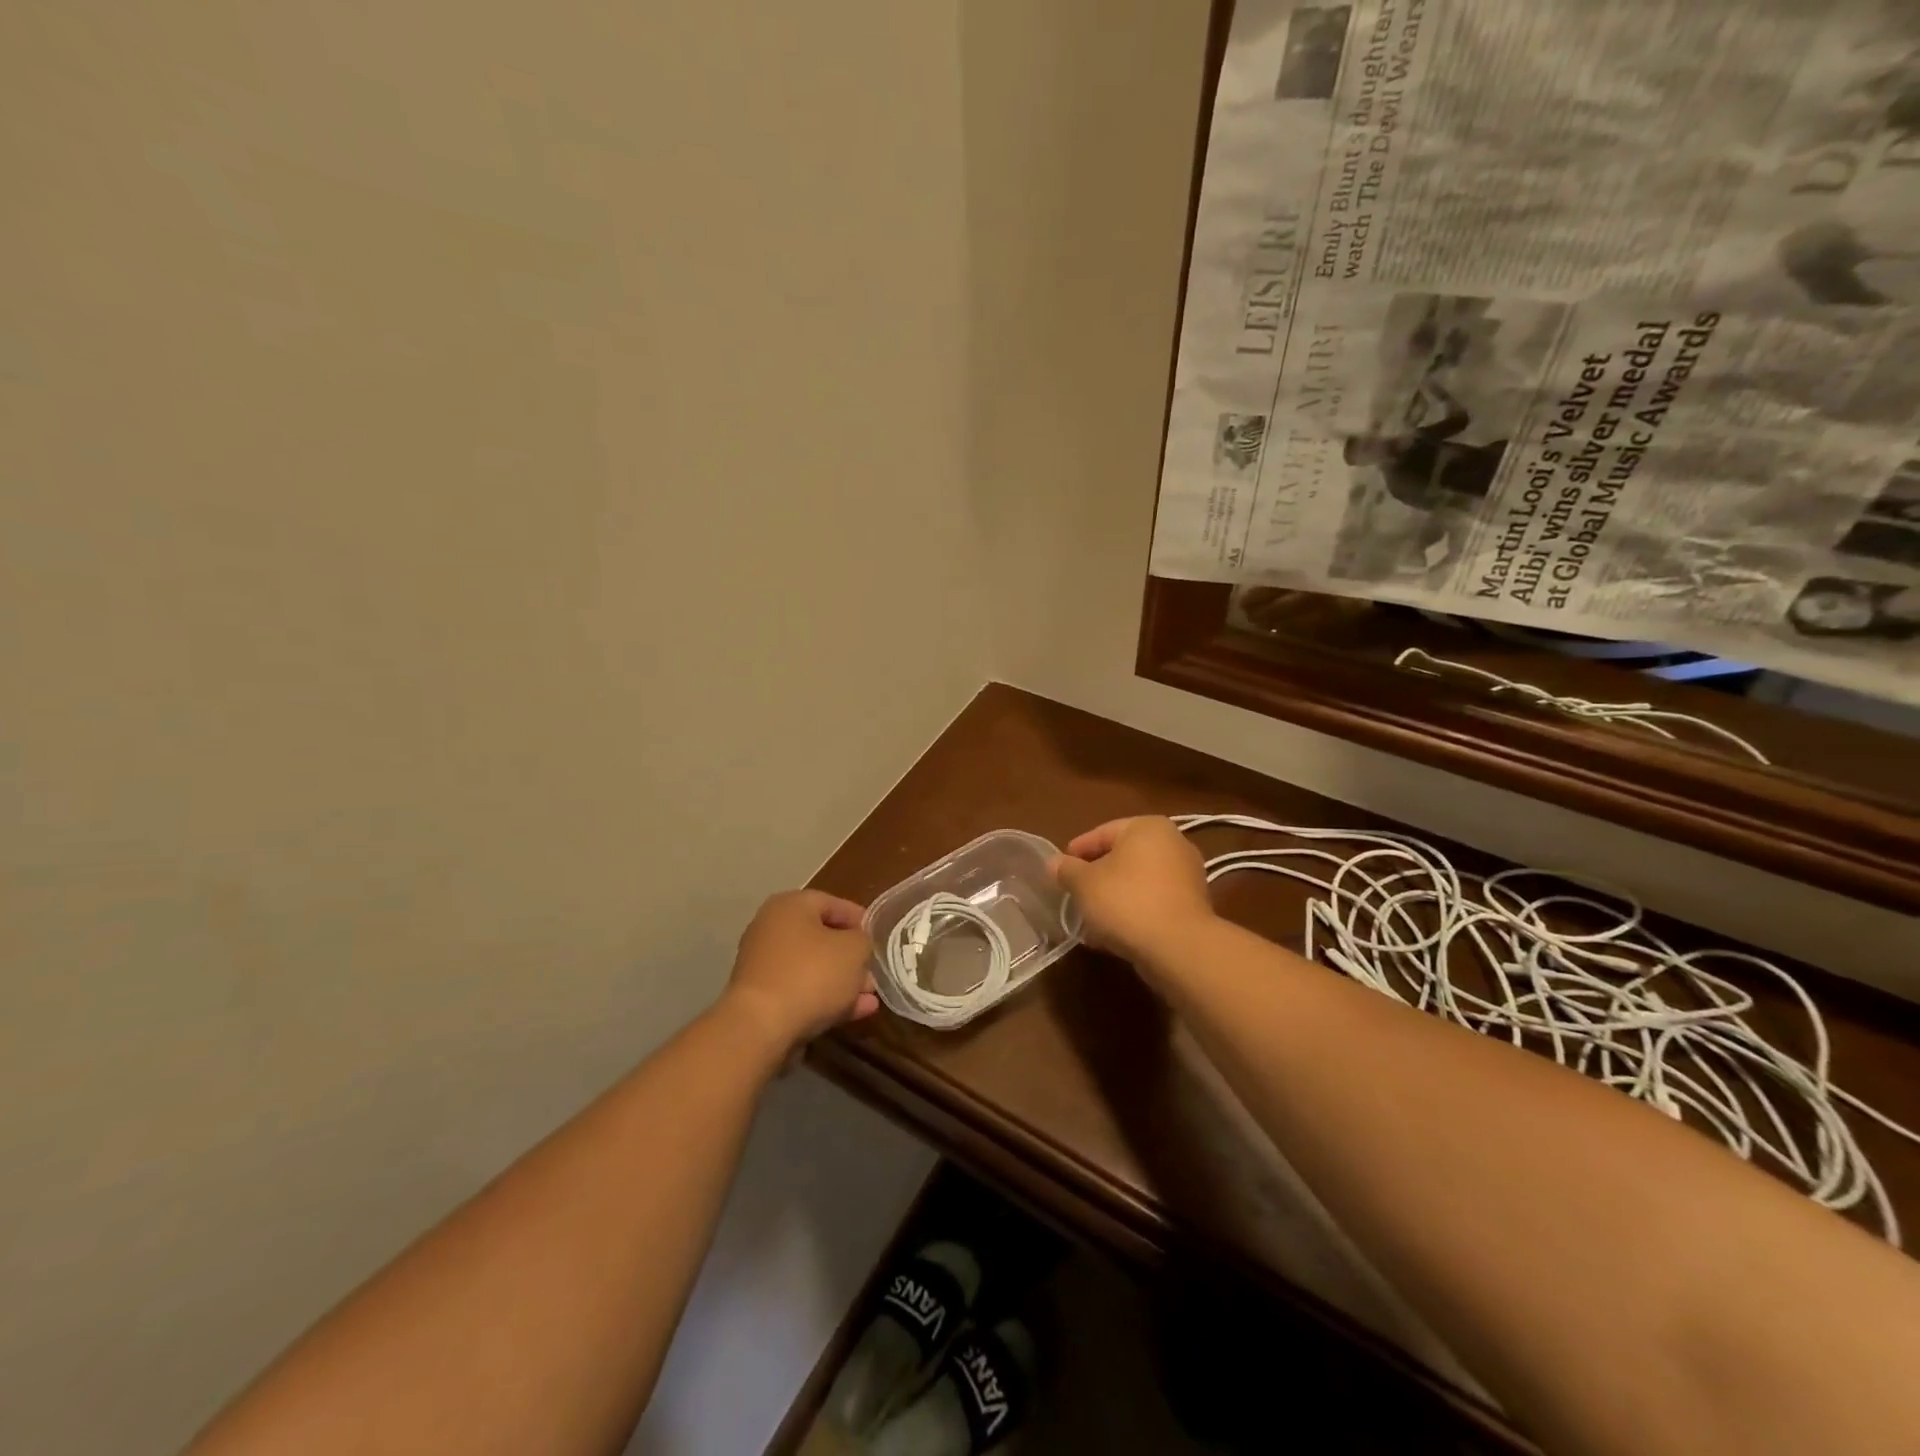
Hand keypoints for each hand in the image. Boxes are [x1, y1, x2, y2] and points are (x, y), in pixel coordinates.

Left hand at [720, 890, 879, 1054]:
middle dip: (852, 957)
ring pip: (814, 968)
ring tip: (870, 997)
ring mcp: (764, 965)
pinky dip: (827, 998)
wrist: (761, 1028)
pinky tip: (856, 1012)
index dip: (860, 919)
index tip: (878, 937)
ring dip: (843, 981)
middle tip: (873, 971)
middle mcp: (772, 929)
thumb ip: (863, 941)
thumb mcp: (854, 950)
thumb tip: (857, 946)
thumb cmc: (812, 974)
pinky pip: (802, 990)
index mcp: (790, 906)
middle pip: (822, 938)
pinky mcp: (762, 998)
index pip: (832, 903)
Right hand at [1052, 817, 1213, 966]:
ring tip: (1090, 918)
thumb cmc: (1126, 902)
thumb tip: (1054, 863)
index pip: (1102, 833)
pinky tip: (1113, 932)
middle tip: (1074, 893)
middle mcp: (1173, 842)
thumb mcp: (1084, 884)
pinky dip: (1133, 911)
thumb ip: (1066, 870)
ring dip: (1114, 896)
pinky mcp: (1193, 905)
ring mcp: (1188, 875)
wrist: (1179, 947)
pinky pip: (1153, 901)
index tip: (1059, 870)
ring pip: (1138, 881)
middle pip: (1122, 856)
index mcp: (1147, 827)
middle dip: (1097, 876)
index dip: (1076, 852)